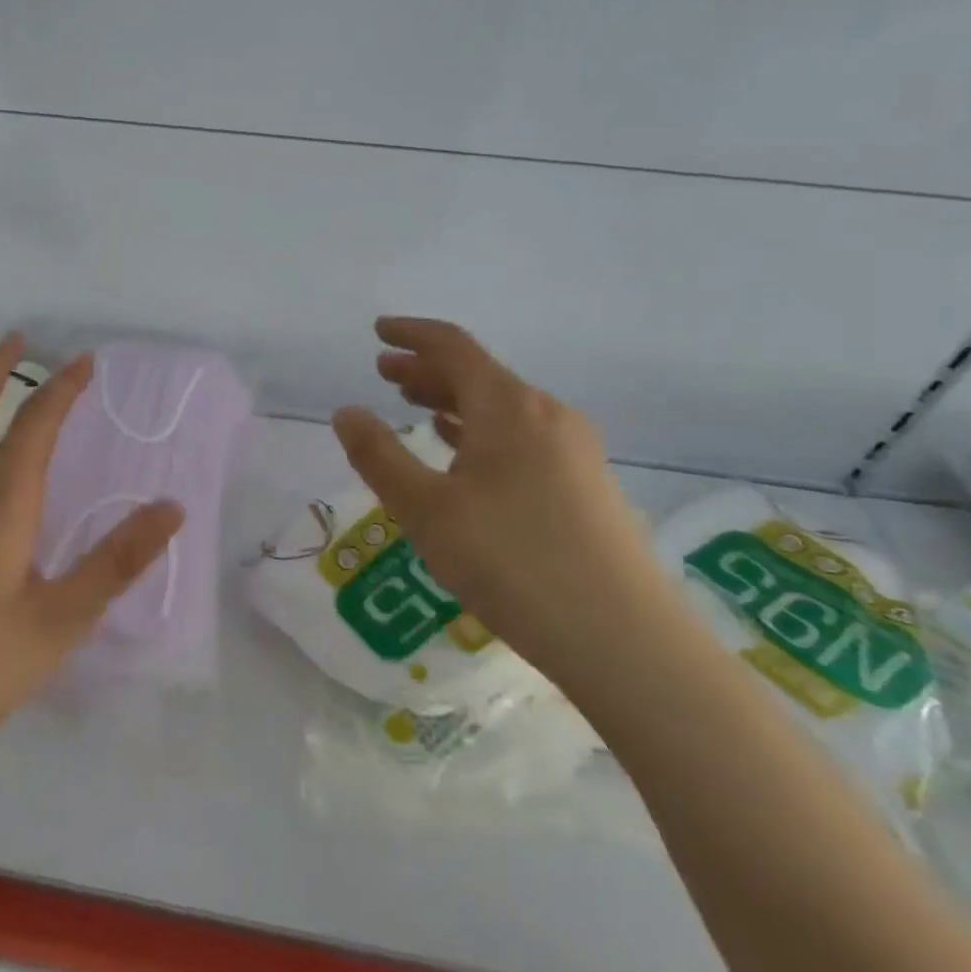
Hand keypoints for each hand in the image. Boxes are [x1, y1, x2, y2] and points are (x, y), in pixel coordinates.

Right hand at [330, 317, 672, 684]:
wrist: (624, 640)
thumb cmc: (511, 563)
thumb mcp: (425, 510)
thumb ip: (379, 456)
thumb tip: (347, 412)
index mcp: (508, 407)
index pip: (453, 347)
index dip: (411, 334)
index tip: (379, 331)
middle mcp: (546, 415)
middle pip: (478, 375)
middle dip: (427, 370)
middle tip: (385, 373)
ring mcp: (574, 450)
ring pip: (501, 408)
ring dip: (453, 401)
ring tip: (416, 408)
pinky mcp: (586, 485)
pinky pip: (521, 437)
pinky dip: (482, 432)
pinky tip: (464, 455)